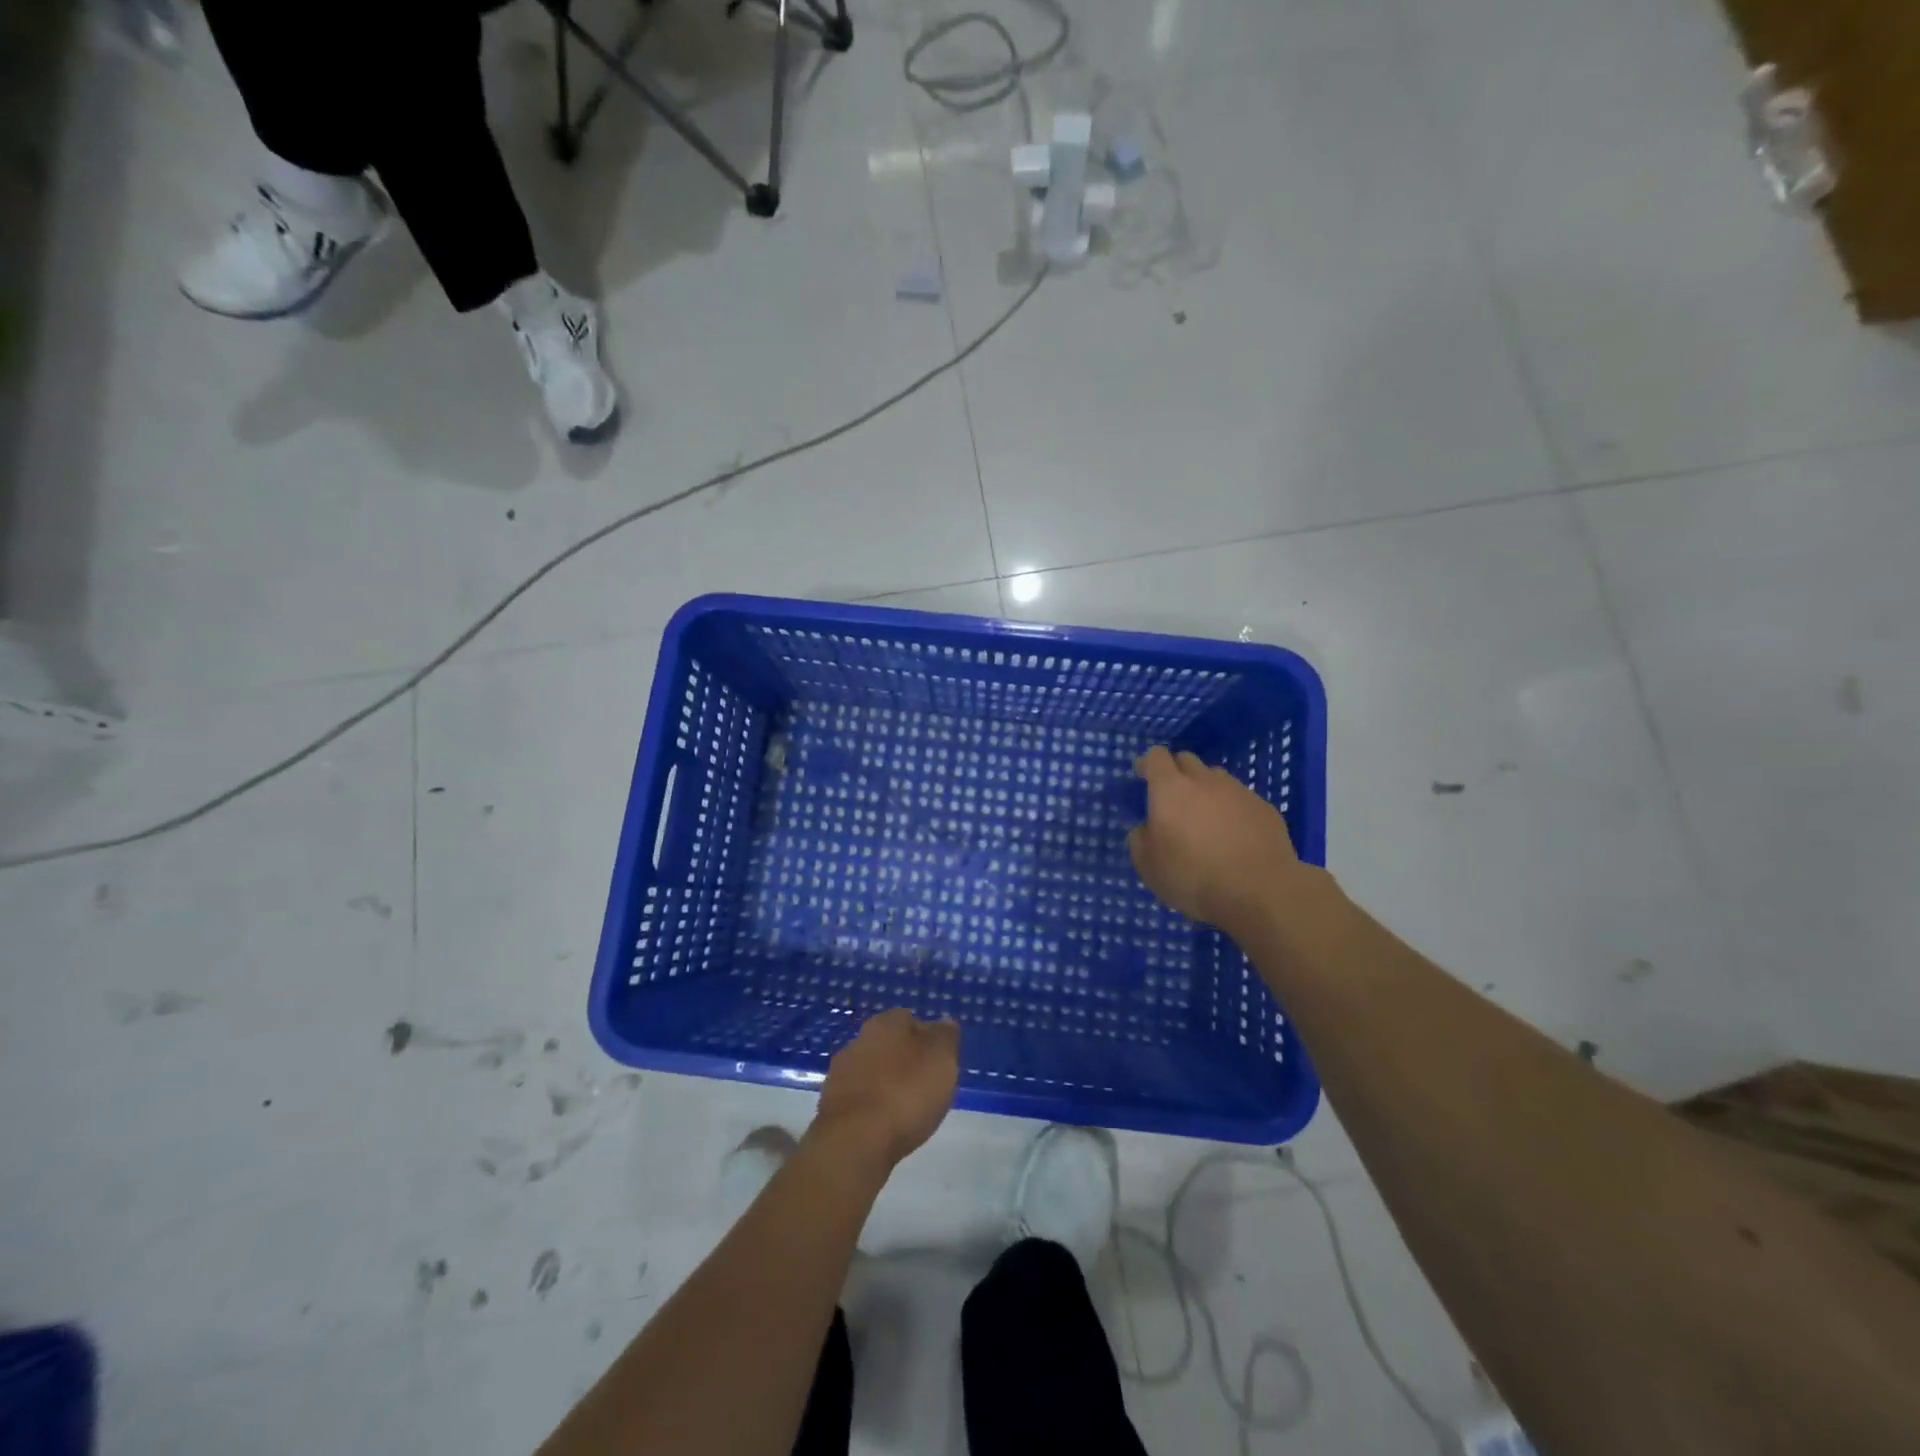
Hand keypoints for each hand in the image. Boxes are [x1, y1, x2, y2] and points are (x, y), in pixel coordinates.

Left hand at [813, 1009, 959, 1168]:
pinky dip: (872, 1107)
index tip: (939, 1063)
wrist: (854, 1141)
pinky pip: (860, 1097)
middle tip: (925, 1086)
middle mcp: (859, 1038)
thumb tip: (944, 1022)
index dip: (928, 1039)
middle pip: (889, 1044)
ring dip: (886, 1083)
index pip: (910, 1019)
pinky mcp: (830, 1104)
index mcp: (886, 1022)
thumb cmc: (906, 1093)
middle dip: (905, 1061)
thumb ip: (946, 1037)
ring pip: (872, 1070)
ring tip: (906, 1110)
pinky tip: (884, 1125)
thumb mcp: (941, 1060)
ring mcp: (840, 1071)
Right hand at [1128, 745, 1300, 934]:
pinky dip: (1233, 810)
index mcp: (1170, 789)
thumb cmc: (1193, 876)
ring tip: (1206, 820)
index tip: (1143, 778)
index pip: (1156, 757)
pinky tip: (1235, 838)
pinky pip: (1242, 800)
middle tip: (1173, 801)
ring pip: (1216, 778)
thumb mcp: (1148, 866)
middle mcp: (1205, 781)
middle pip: (1187, 760)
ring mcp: (1239, 792)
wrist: (1259, 891)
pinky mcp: (1265, 809)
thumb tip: (1146, 829)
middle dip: (1176, 773)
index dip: (1148, 764)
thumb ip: (1140, 840)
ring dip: (1206, 791)